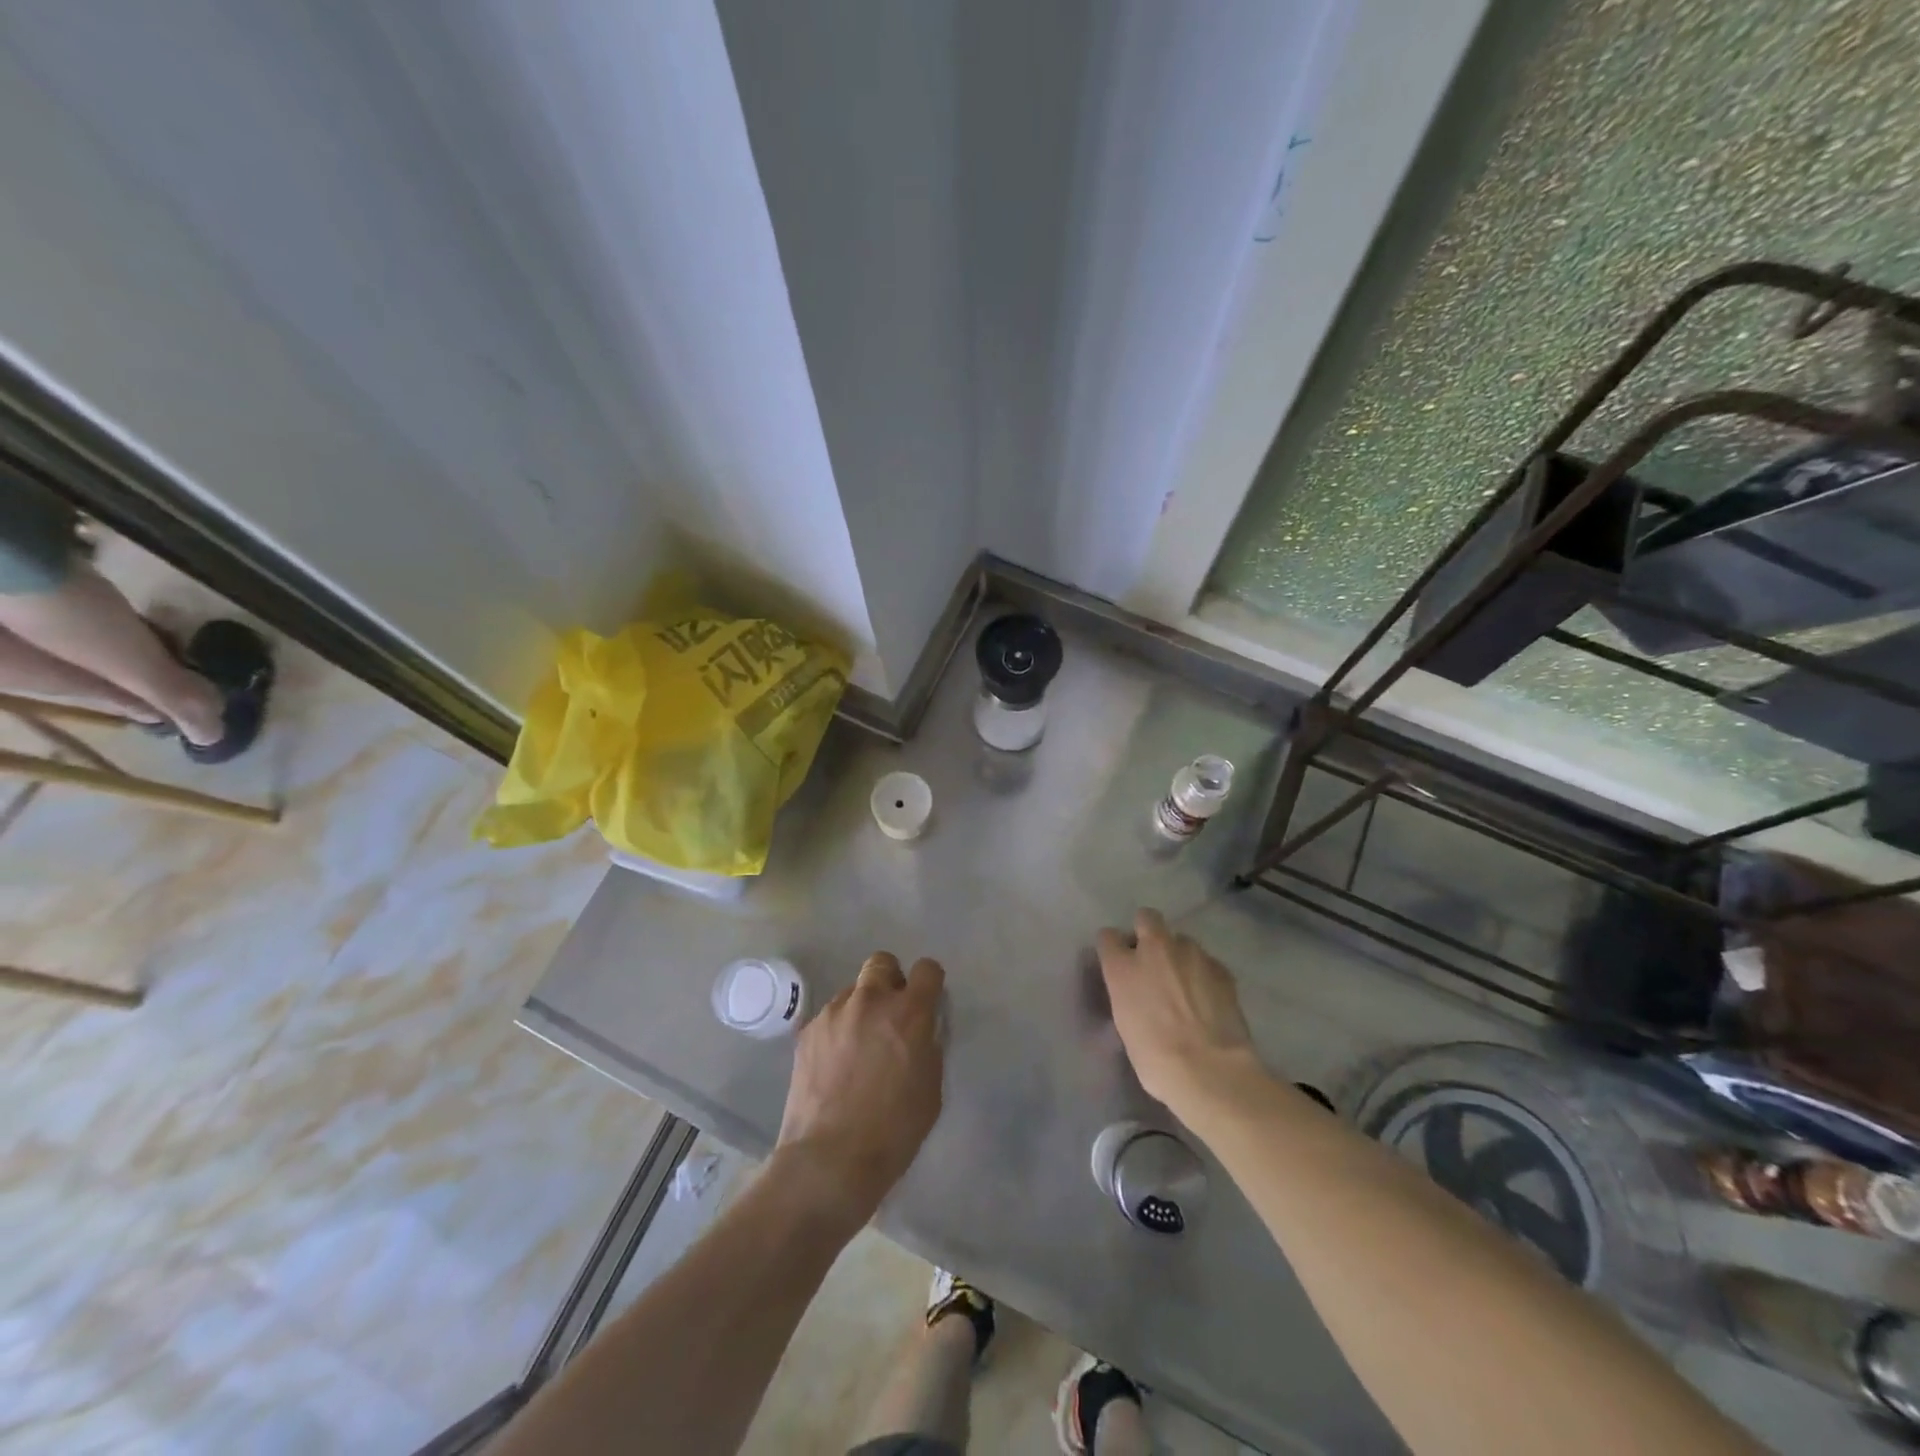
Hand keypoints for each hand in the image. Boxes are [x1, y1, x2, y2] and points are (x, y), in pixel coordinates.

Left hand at [775, 952, 944, 1229]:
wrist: (829, 1160)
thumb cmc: (893, 1131)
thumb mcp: (931, 1089)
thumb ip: (928, 1045)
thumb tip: (920, 1030)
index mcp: (909, 1013)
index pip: (927, 969)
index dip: (930, 983)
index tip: (927, 1002)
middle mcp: (871, 1000)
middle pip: (882, 962)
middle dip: (890, 981)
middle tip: (890, 1016)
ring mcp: (834, 1012)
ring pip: (853, 991)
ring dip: (862, 1008)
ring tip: (858, 1047)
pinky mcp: (808, 1030)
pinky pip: (830, 1017)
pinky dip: (838, 1030)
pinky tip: (836, 1065)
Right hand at [1096, 907, 1261, 1117]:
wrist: (1210, 1071)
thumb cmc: (1156, 1059)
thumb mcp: (1125, 1025)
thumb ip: (1128, 995)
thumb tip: (1137, 992)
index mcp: (1123, 967)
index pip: (1108, 937)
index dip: (1113, 948)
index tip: (1118, 961)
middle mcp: (1155, 950)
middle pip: (1146, 917)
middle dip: (1147, 931)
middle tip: (1152, 958)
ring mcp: (1191, 955)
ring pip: (1182, 940)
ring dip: (1179, 955)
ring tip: (1186, 982)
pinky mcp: (1221, 968)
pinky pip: (1207, 961)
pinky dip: (1204, 973)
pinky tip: (1208, 997)